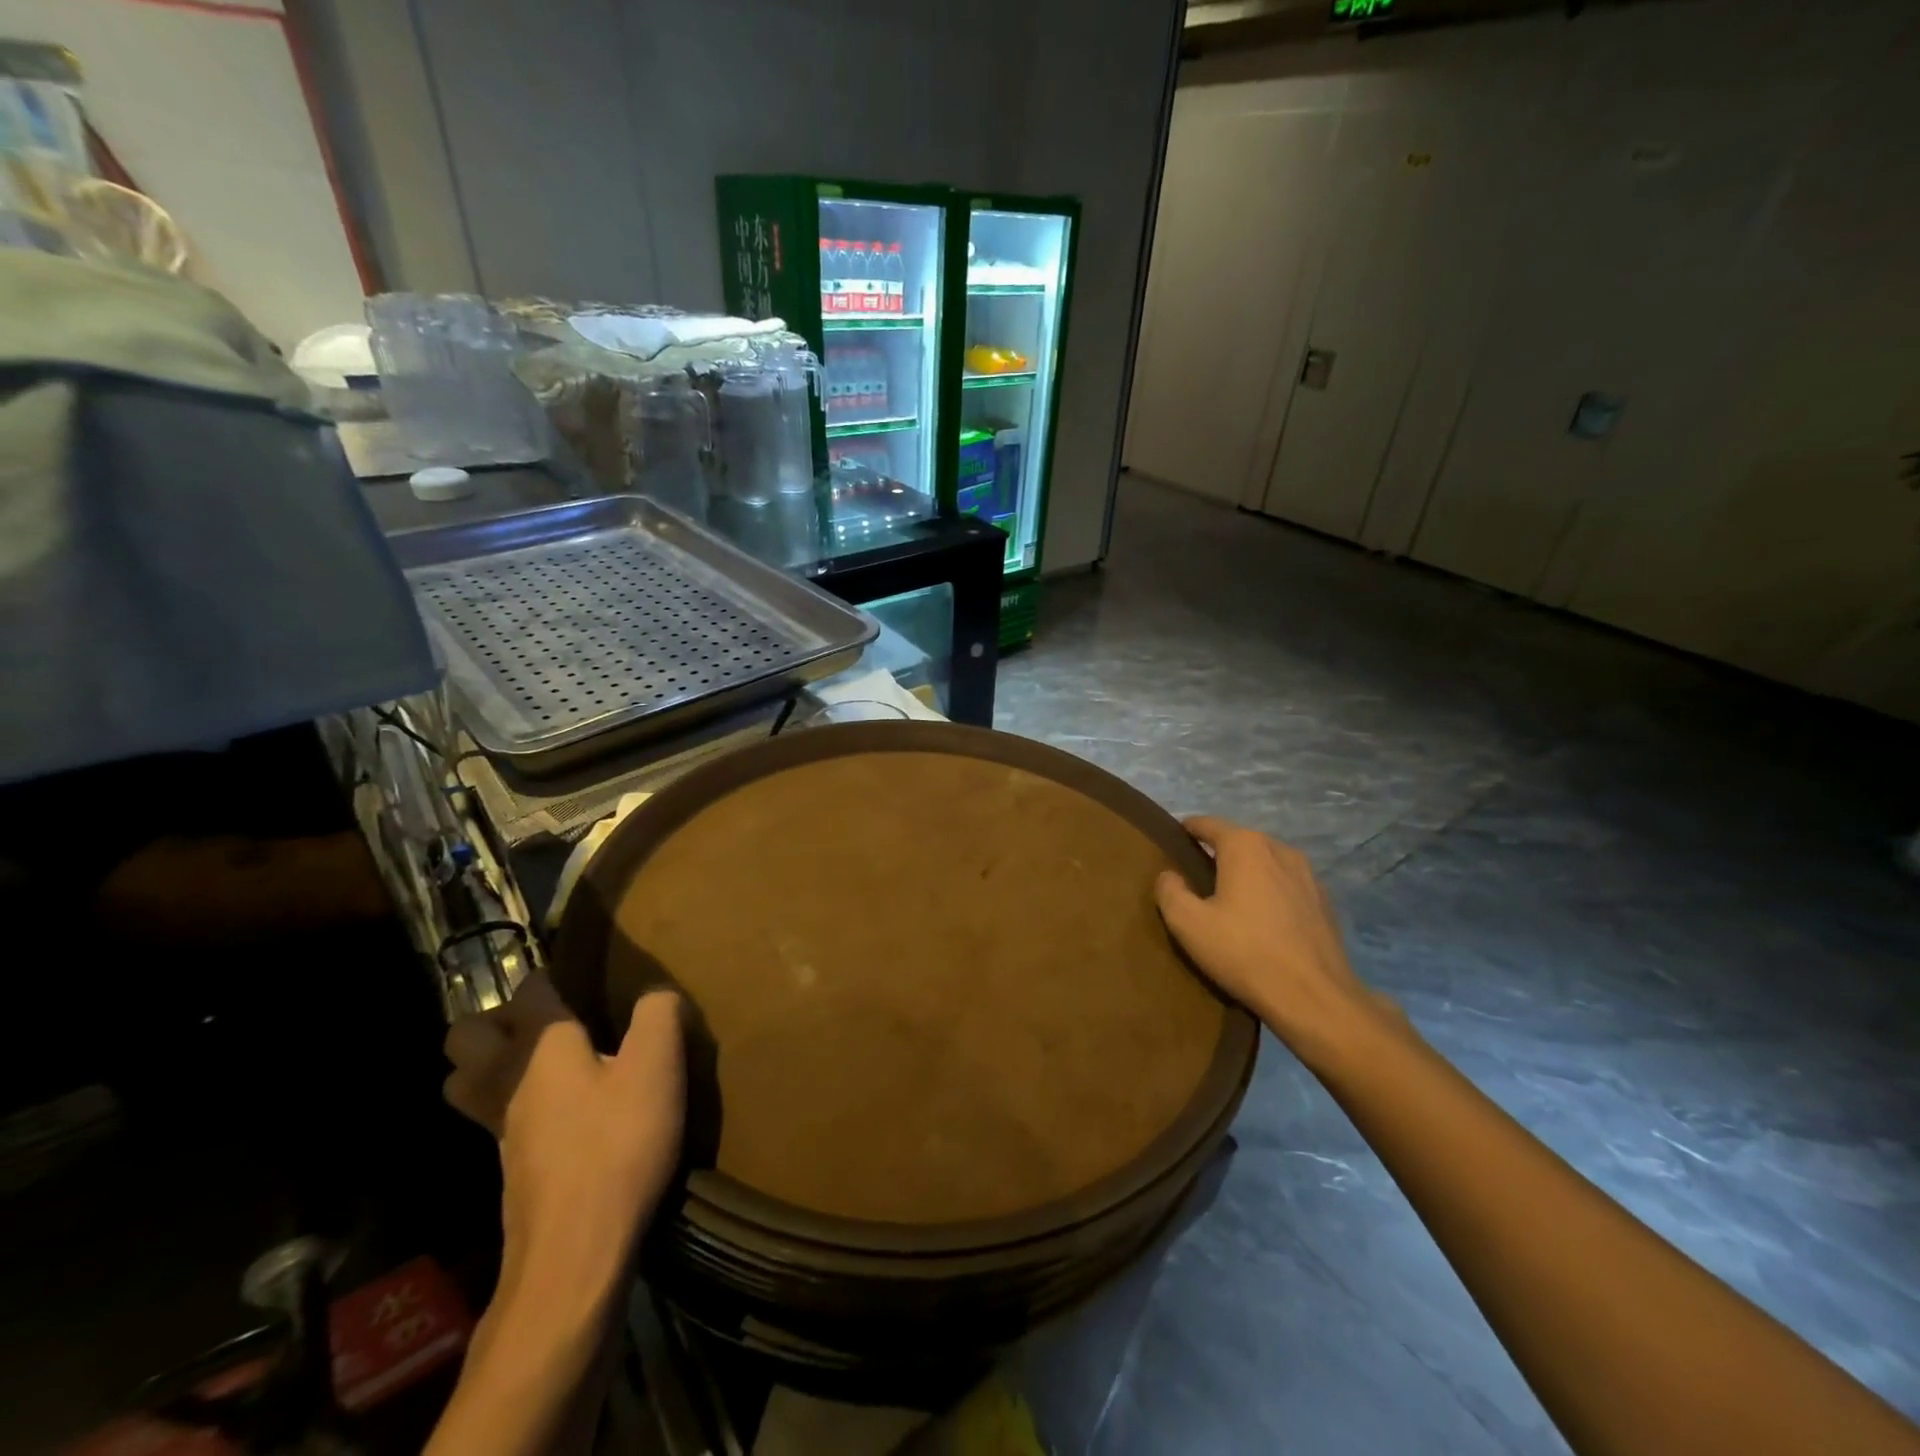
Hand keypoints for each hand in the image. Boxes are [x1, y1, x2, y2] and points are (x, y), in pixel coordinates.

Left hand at [444, 976, 683, 1292]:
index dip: (553, 977)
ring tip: (545, 1065)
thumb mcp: (658, 1066)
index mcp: (540, 1045)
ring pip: (465, 1080)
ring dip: (490, 1064)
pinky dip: (510, 1104)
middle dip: (497, 1020)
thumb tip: (656, 994)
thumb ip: (658, 1014)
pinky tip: (560, 1113)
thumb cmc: (617, 1143)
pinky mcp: (508, 1167)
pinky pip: (489, 1118)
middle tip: (550, 1024)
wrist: (577, 1251)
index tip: (584, 980)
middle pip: (466, 1034)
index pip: (529, 988)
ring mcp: (498, 1128)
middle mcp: (506, 1078)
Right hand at [1155, 816, 1395, 1068]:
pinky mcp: (1325, 902)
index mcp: (1245, 846)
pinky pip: (1287, 885)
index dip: (1187, 829)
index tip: (1173, 842)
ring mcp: (1308, 875)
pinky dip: (1271, 892)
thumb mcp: (1188, 924)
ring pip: (1266, 862)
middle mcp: (1279, 849)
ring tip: (1230, 898)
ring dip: (1247, 873)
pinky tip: (1263, 920)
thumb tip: (1169, 875)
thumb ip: (1170, 891)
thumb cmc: (1244, 952)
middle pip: (1239, 841)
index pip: (1207, 824)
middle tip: (1196, 877)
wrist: (1314, 997)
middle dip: (1217, 852)